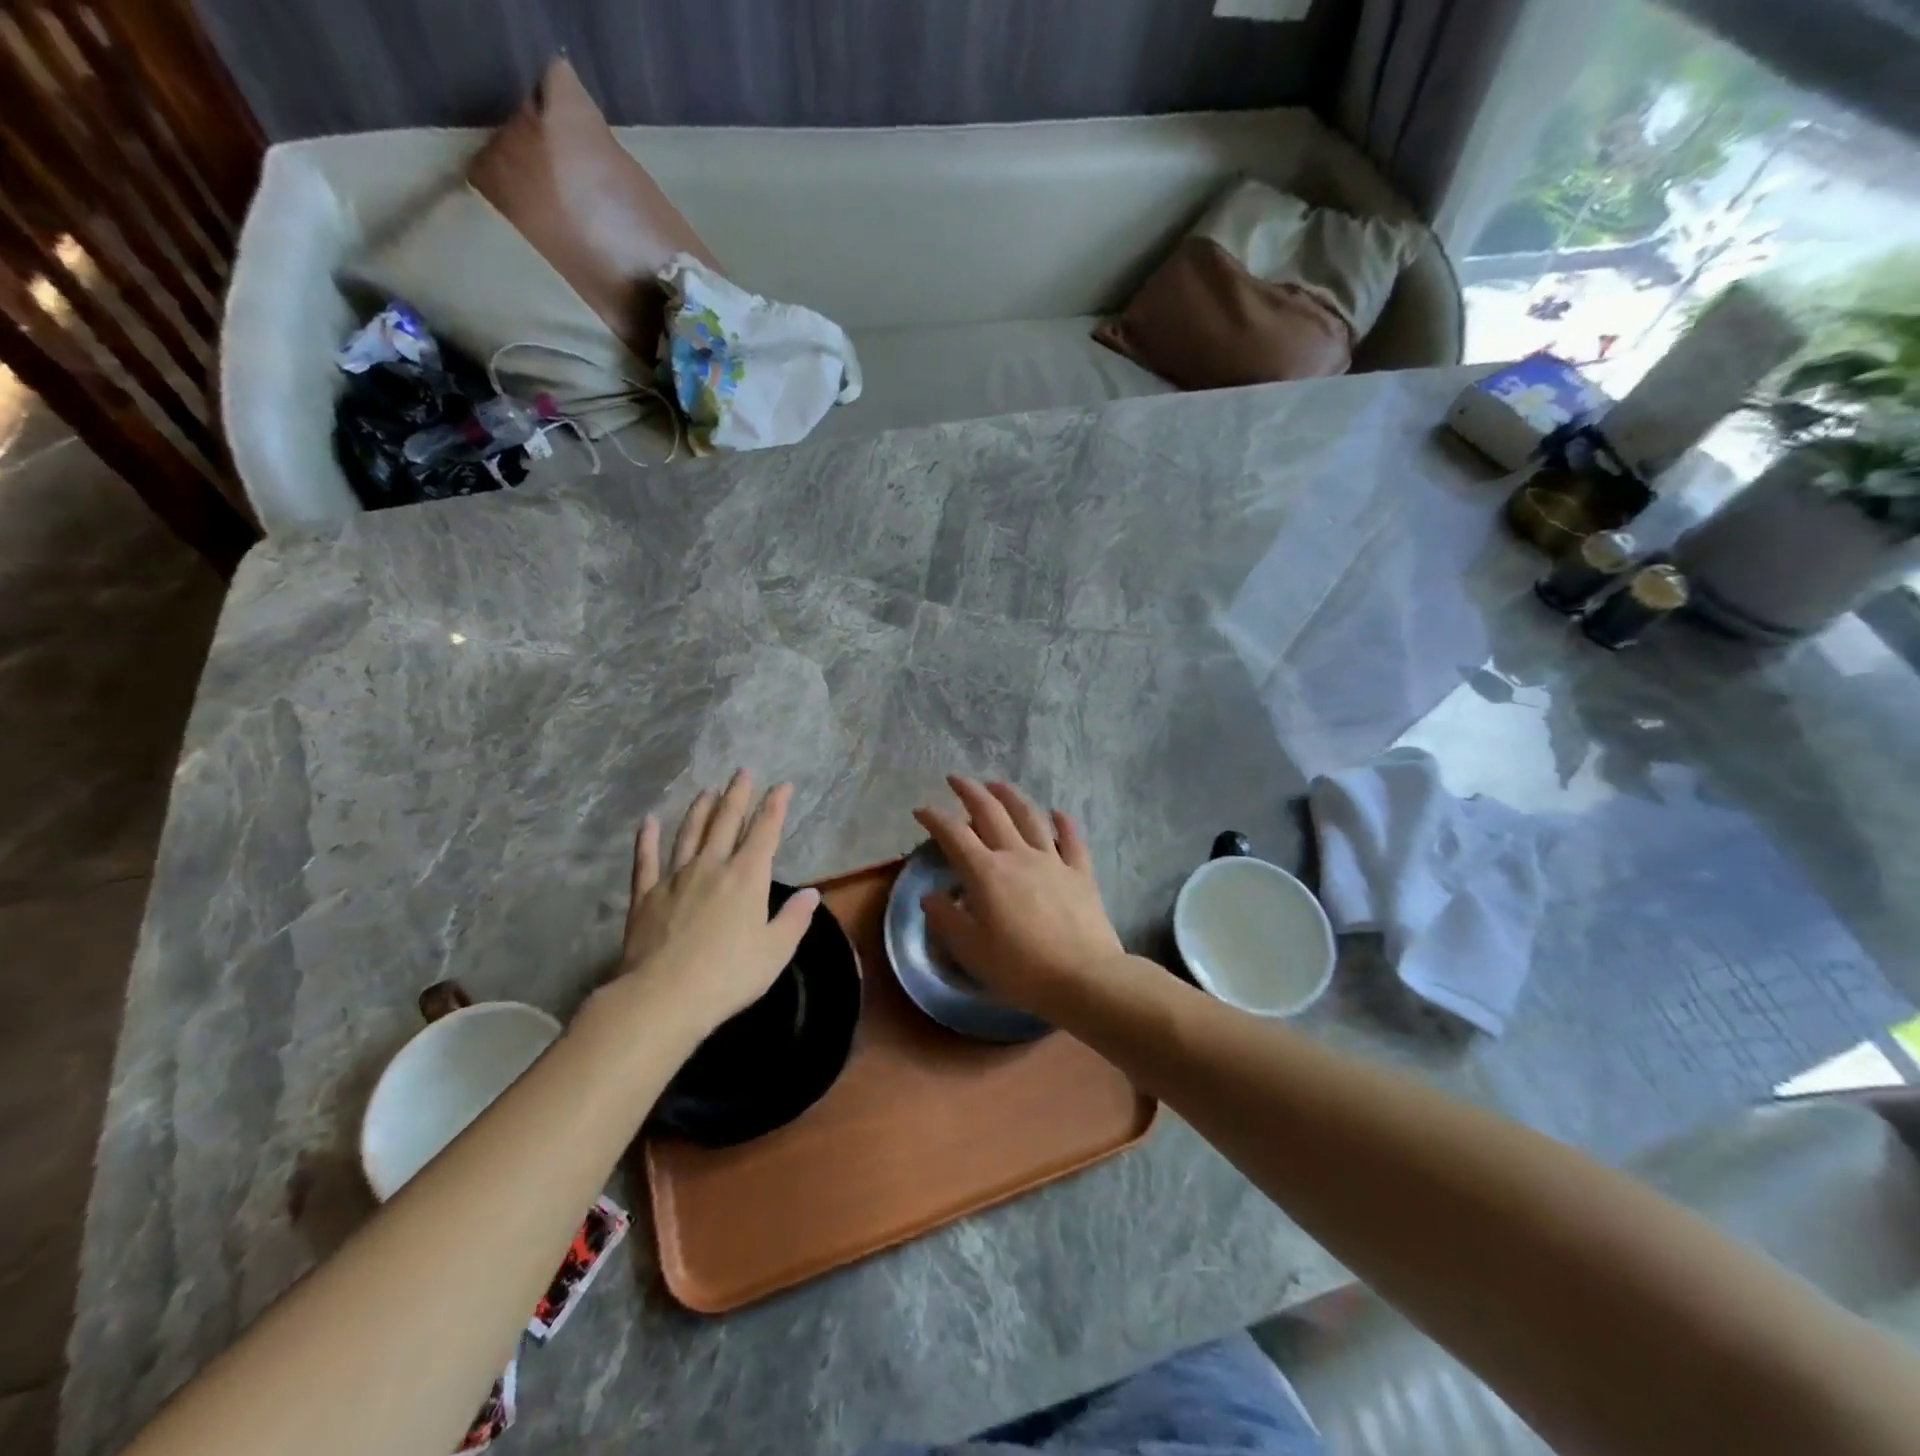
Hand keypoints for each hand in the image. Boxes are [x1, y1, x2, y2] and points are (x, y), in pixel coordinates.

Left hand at [604, 770, 818, 1041]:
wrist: (663, 996)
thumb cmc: (728, 975)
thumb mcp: (775, 951)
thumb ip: (794, 919)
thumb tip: (811, 893)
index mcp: (747, 877)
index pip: (765, 831)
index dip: (775, 806)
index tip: (782, 786)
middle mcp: (711, 866)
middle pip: (725, 821)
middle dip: (737, 795)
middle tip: (742, 772)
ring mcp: (675, 877)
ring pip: (689, 833)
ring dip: (700, 810)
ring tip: (707, 790)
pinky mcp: (645, 895)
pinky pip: (646, 860)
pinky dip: (647, 839)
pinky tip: (648, 822)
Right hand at [913, 777, 1125, 1018]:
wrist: (1083, 978)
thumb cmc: (1020, 969)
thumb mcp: (971, 951)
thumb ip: (947, 920)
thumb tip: (931, 896)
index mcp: (987, 873)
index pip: (954, 836)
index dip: (935, 819)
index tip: (921, 809)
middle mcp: (1018, 856)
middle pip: (991, 813)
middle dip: (970, 792)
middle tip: (956, 779)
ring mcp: (1053, 861)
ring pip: (1030, 817)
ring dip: (1011, 797)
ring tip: (997, 785)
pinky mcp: (1080, 873)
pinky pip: (1071, 841)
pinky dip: (1063, 823)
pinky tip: (1057, 813)